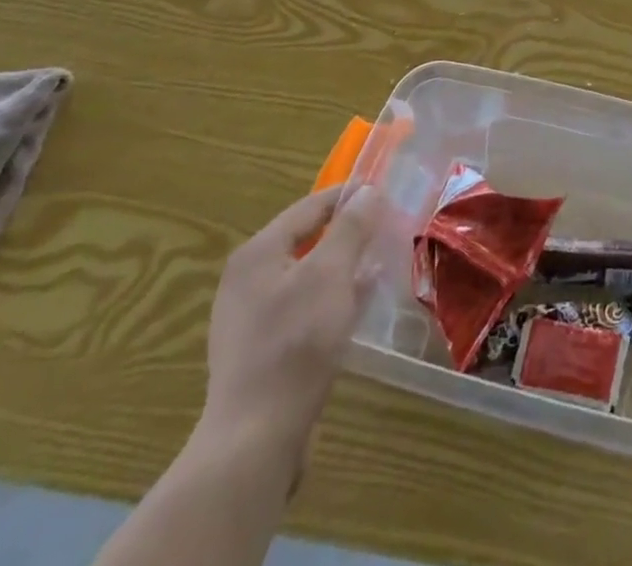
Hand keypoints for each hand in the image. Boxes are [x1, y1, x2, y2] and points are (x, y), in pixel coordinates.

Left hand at [201, 185, 386, 456]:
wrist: (255, 439)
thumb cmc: (296, 342)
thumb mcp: (331, 275)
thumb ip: (351, 228)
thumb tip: (366, 191)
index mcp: (258, 253)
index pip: (310, 207)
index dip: (349, 197)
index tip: (385, 194)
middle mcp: (246, 279)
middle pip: (306, 240)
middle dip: (347, 234)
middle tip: (385, 230)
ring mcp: (249, 318)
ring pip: (305, 276)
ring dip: (341, 268)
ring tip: (377, 266)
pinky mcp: (260, 351)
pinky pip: (301, 308)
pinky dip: (329, 300)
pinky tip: (354, 309)